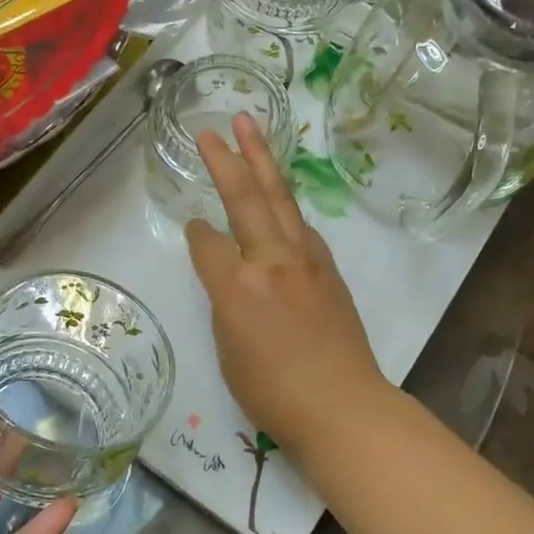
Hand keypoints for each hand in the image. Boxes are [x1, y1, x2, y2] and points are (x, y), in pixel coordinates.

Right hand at [186, 113, 388, 450]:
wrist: (342, 405)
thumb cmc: (273, 393)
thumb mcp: (228, 352)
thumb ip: (225, 305)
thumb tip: (230, 279)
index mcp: (236, 288)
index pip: (206, 244)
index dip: (195, 234)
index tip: (192, 227)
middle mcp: (270, 262)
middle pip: (244, 199)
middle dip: (225, 160)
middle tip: (212, 128)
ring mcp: (304, 260)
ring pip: (279, 199)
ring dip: (263, 161)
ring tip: (250, 129)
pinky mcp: (328, 268)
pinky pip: (300, 225)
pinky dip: (284, 203)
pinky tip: (279, 196)